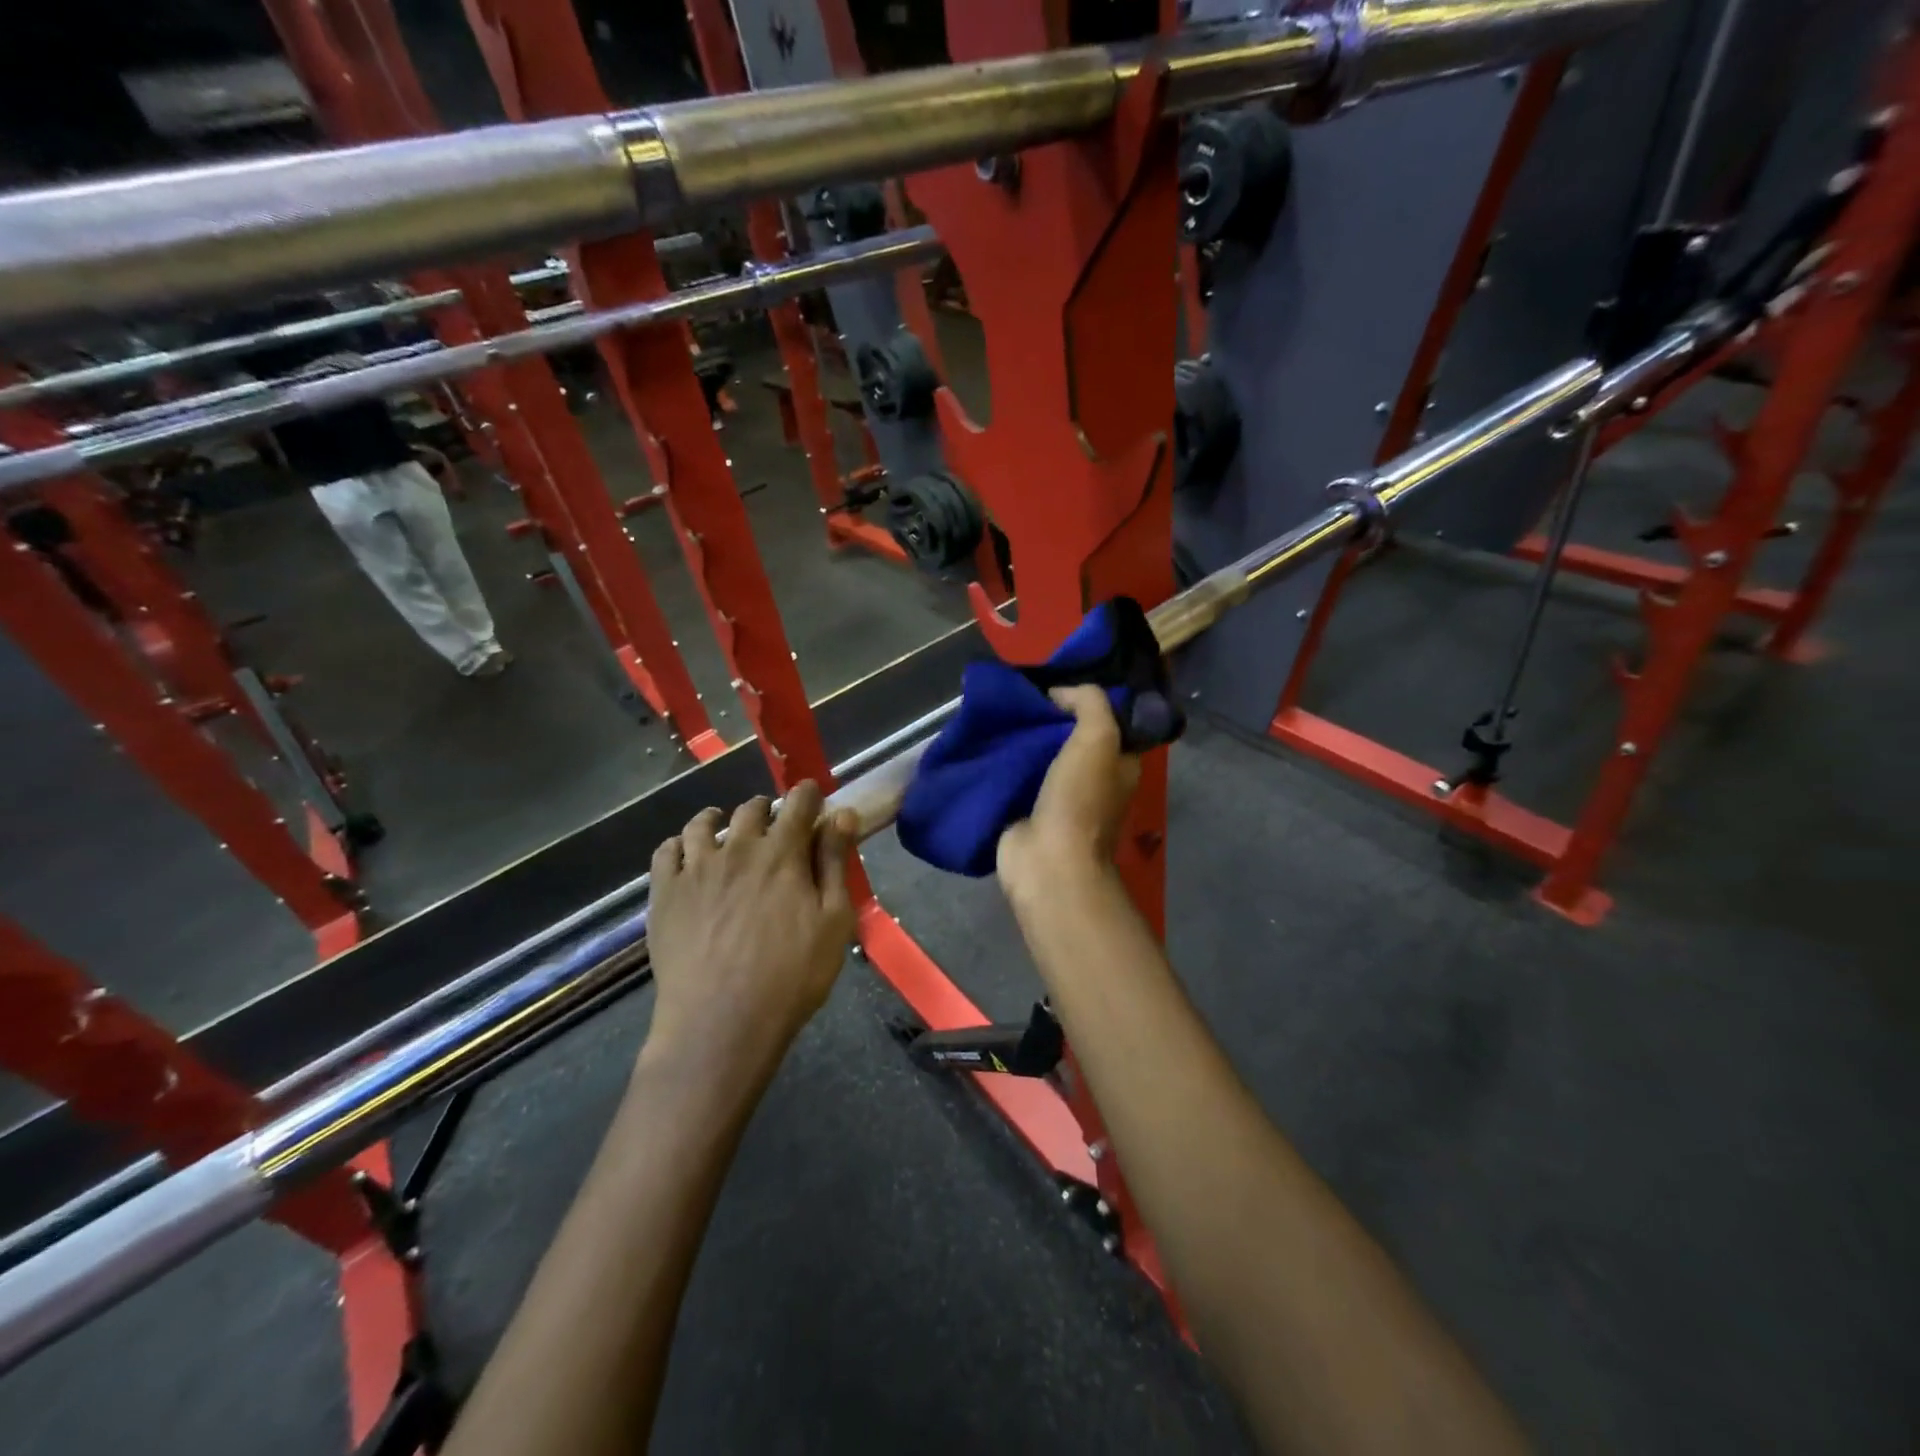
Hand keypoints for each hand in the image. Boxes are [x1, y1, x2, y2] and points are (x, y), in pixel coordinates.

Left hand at [646, 781, 857, 1078]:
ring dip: (721, 819)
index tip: (813, 797)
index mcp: (783, 853)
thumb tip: (842, 815)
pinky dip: (680, 844)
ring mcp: (695, 868)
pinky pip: (667, 851)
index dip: (808, 795)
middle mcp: (738, 848)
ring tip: (726, 830)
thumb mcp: (833, 921)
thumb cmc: (791, 976)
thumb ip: (836, 864)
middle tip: (775, 826)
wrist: (721, 1022)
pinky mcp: (664, 893)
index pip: (798, 804)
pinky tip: (688, 855)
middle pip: (752, 808)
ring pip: (704, 823)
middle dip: (768, 809)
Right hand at [997, 685, 1139, 894]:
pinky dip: (1004, 761)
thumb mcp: (1098, 737)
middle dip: (1048, 716)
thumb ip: (1088, 703)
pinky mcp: (1027, 810)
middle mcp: (1093, 779)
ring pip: (1040, 755)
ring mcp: (1059, 797)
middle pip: (1069, 736)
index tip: (1056, 682)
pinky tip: (986, 739)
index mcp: (1118, 763)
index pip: (1107, 720)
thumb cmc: (1080, 799)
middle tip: (1021, 693)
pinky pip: (1016, 776)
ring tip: (1000, 711)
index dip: (1085, 699)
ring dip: (1022, 737)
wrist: (1047, 861)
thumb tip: (1059, 693)